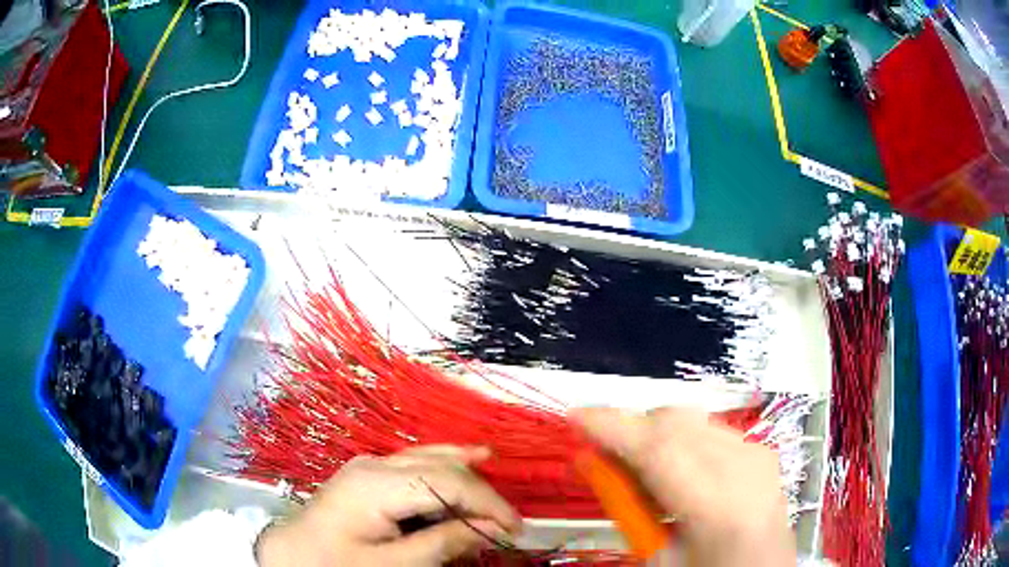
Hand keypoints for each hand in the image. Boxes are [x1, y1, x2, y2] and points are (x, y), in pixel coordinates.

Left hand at [256, 445, 520, 566]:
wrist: (291, 554)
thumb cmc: (337, 563)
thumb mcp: (391, 565)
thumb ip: (442, 544)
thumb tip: (491, 529)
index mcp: (376, 484)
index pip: (447, 482)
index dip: (488, 503)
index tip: (516, 529)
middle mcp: (375, 464)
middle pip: (443, 467)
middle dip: (482, 494)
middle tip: (510, 525)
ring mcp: (370, 464)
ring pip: (433, 458)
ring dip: (469, 477)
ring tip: (501, 496)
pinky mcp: (369, 472)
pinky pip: (418, 462)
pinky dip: (448, 466)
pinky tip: (471, 458)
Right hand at [571, 407, 795, 566]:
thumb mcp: (657, 558)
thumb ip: (626, 508)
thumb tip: (589, 461)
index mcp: (718, 507)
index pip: (658, 450)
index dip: (612, 427)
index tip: (574, 417)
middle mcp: (745, 467)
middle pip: (675, 422)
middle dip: (629, 429)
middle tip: (600, 454)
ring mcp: (756, 452)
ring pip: (690, 419)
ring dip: (652, 433)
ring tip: (636, 468)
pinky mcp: (759, 449)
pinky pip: (707, 428)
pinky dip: (677, 438)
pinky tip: (671, 469)